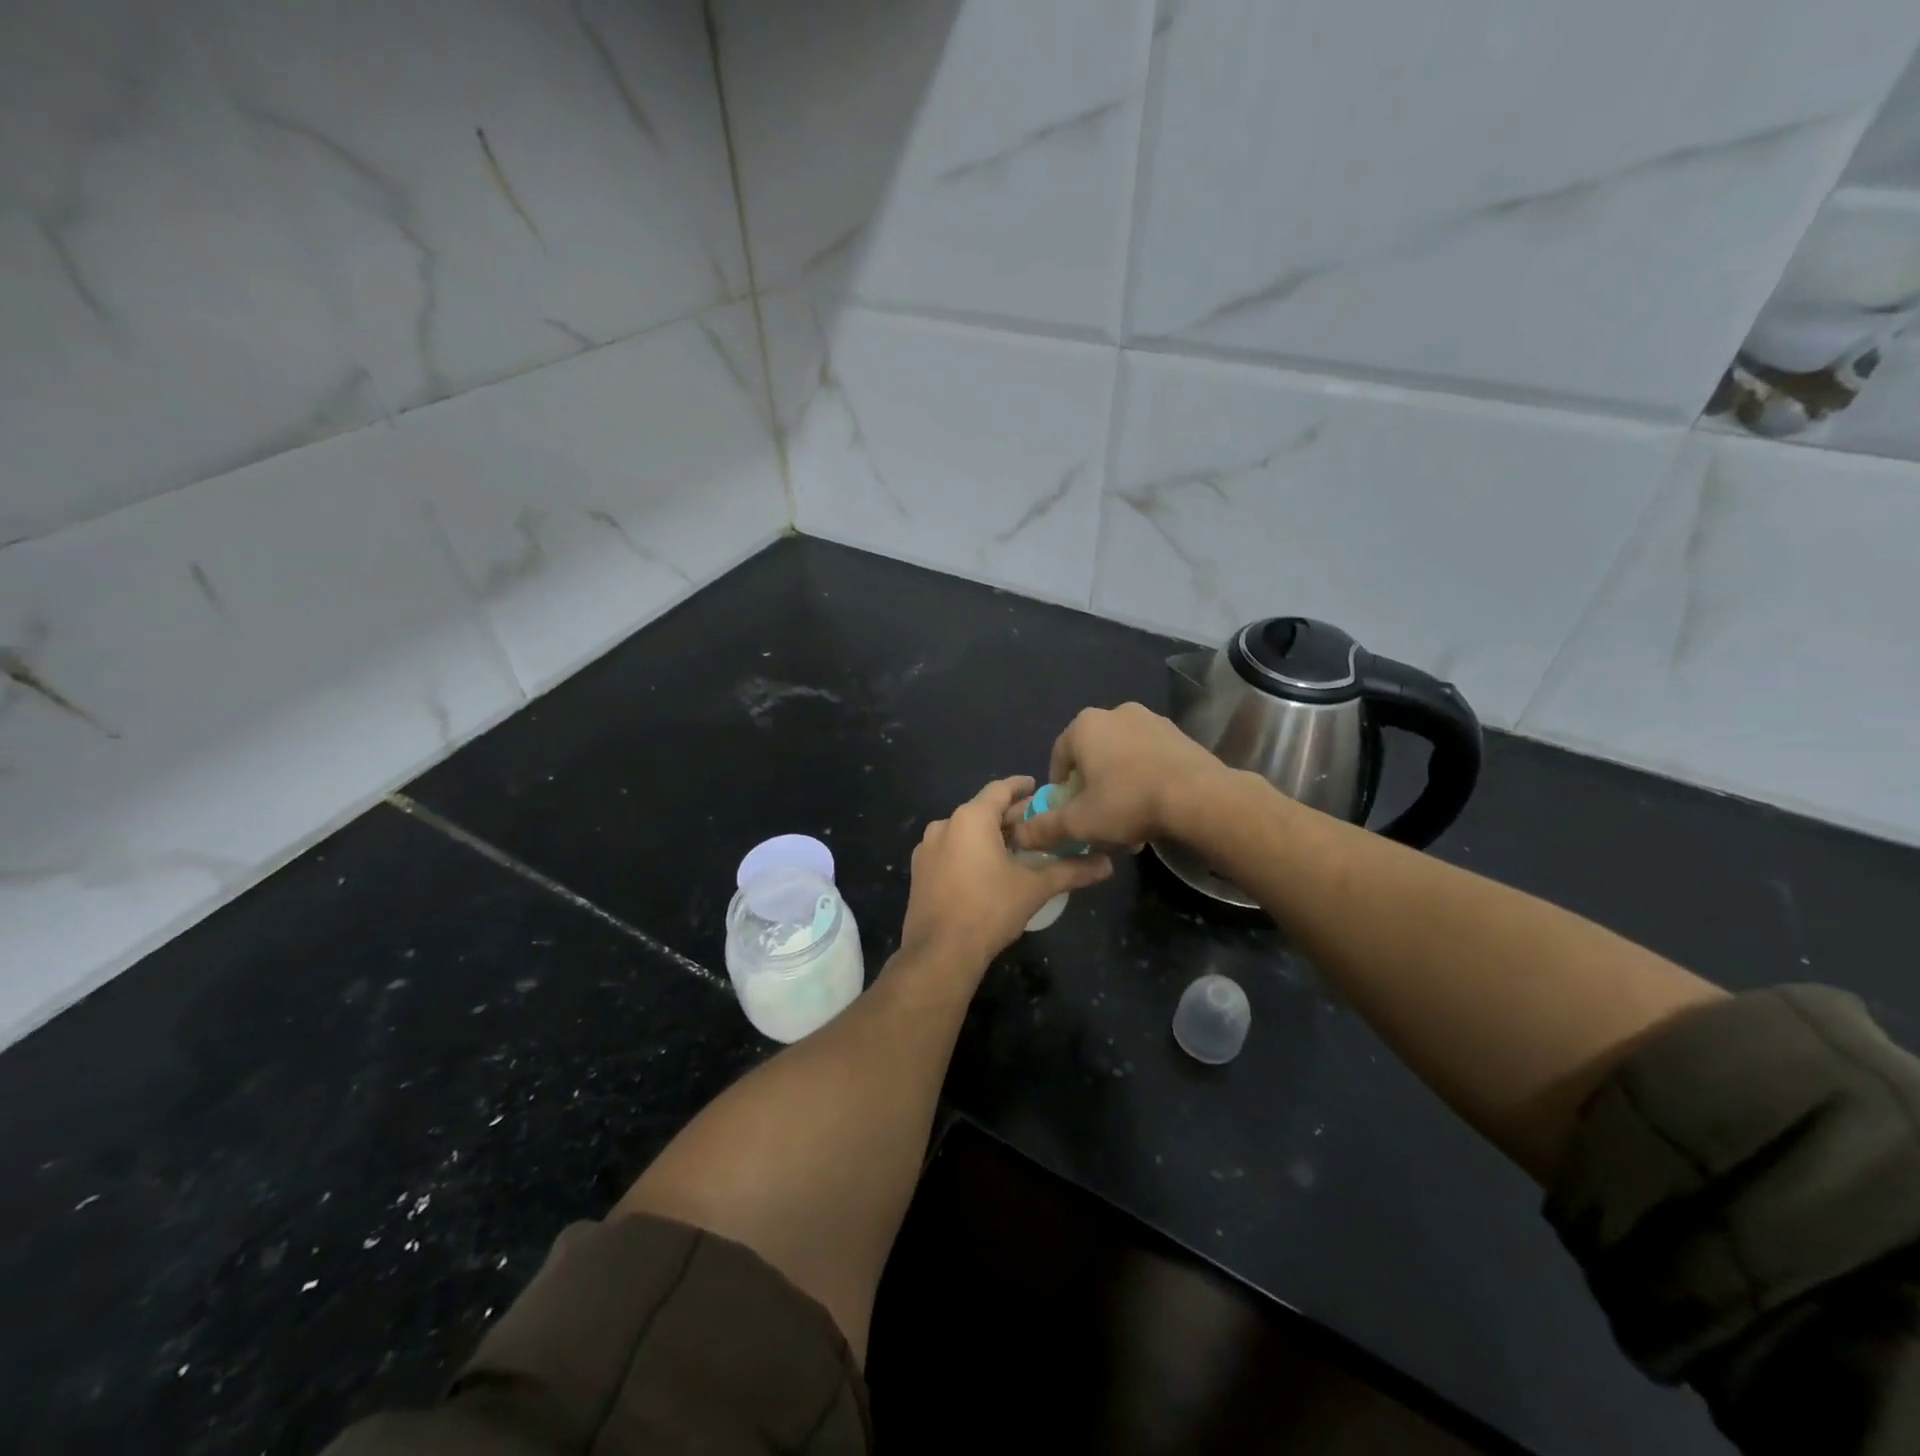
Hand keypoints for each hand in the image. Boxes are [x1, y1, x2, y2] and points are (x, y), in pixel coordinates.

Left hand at [899, 776, 1112, 970]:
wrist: (940, 952)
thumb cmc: (990, 909)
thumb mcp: (1035, 888)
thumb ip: (1071, 871)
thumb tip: (1107, 865)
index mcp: (970, 818)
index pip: (999, 789)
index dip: (1020, 787)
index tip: (1037, 787)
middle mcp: (944, 825)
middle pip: (982, 810)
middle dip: (1009, 815)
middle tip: (1036, 823)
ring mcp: (926, 849)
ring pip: (964, 831)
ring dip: (989, 834)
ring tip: (1015, 847)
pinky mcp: (919, 872)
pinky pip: (950, 850)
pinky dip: (970, 851)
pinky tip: (987, 869)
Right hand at [1010, 703, 1228, 853]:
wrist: (1198, 797)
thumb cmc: (1127, 802)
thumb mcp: (1079, 822)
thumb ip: (1046, 827)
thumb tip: (1021, 834)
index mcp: (1085, 726)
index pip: (1059, 755)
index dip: (1059, 786)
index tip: (1067, 811)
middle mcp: (1116, 713)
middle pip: (1093, 755)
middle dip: (1092, 787)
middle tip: (1098, 817)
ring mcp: (1151, 720)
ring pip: (1122, 757)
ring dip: (1119, 784)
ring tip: (1128, 820)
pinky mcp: (1178, 734)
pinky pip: (1150, 757)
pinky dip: (1145, 778)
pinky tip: (1153, 808)